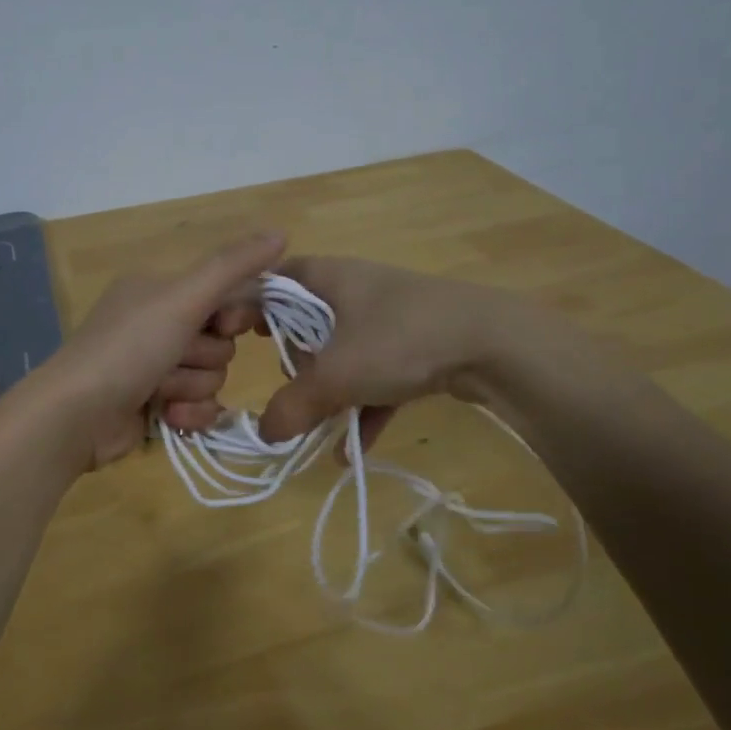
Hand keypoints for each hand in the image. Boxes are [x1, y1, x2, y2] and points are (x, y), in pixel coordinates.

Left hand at [35, 232, 285, 468]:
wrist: (76, 415)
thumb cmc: (129, 347)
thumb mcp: (183, 298)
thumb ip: (233, 267)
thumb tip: (282, 232)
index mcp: (160, 290)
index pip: (224, 296)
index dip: (231, 315)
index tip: (221, 324)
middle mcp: (158, 324)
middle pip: (221, 342)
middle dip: (203, 357)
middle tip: (173, 358)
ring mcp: (155, 368)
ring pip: (212, 377)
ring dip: (191, 387)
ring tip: (159, 391)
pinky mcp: (156, 406)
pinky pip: (199, 408)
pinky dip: (188, 414)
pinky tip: (166, 417)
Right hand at [257, 257, 512, 451]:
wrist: (495, 344)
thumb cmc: (400, 339)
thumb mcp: (337, 376)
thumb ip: (293, 406)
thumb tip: (265, 434)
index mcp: (330, 277)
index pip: (275, 280)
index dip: (250, 305)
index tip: (235, 337)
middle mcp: (358, 289)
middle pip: (308, 320)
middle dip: (295, 359)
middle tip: (289, 384)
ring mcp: (392, 317)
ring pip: (344, 351)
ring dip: (329, 391)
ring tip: (315, 424)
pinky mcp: (420, 344)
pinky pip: (378, 376)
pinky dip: (364, 407)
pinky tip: (351, 452)